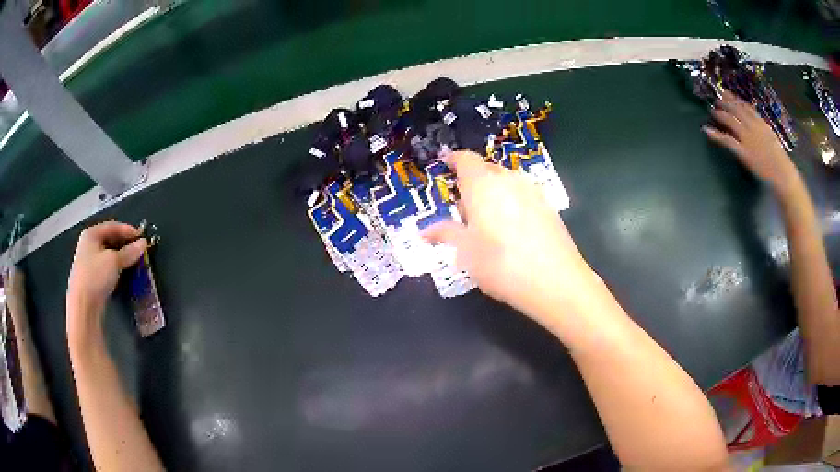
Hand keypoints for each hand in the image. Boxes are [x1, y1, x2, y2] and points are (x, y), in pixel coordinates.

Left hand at [67, 221, 146, 345]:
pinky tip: (123, 273)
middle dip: (125, 244)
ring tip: (133, 262)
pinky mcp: (91, 277)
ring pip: (108, 254)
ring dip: (121, 257)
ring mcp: (88, 261)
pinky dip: (115, 267)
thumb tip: (143, 244)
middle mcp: (88, 244)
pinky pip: (106, 266)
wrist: (83, 306)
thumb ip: (129, 252)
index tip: (142, 237)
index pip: (113, 226)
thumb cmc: (95, 276)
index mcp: (91, 233)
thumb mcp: (114, 261)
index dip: (128, 230)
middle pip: (110, 239)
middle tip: (139, 250)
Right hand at [423, 151, 602, 325]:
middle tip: (463, 209)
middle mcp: (509, 180)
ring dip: (493, 194)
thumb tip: (425, 231)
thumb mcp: (466, 252)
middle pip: (486, 170)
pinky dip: (512, 203)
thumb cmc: (502, 265)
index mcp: (483, 185)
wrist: (556, 282)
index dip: (453, 160)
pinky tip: (513, 231)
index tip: (445, 165)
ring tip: (488, 223)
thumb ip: (446, 234)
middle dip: (472, 183)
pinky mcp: (549, 206)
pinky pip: (523, 195)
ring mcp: (532, 191)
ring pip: (506, 183)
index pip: (465, 159)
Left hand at [703, 90, 799, 193]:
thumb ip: (762, 127)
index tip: (726, 92)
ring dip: (719, 114)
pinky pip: (726, 140)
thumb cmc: (779, 159)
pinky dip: (715, 134)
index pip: (745, 105)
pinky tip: (707, 131)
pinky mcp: (743, 152)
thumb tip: (755, 121)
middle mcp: (752, 126)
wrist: (782, 174)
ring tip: (712, 111)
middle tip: (716, 100)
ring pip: (729, 120)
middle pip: (735, 109)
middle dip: (724, 103)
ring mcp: (747, 138)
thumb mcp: (771, 136)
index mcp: (760, 122)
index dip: (733, 98)